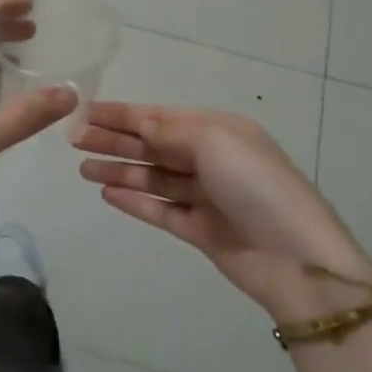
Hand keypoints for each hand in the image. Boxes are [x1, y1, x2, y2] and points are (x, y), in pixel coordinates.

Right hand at [75, 103, 371, 316]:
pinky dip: (135, 201)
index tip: (87, 112)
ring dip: (120, 170)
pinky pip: (161, 210)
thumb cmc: (256, 186)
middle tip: (75, 140)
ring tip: (83, 168)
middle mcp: (211, 159)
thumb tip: (141, 124)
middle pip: (154, 146)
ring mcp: (205, 197)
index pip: (162, 117)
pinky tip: (108, 194)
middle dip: (116, 141)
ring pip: (153, 178)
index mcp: (219, 131)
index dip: (124, 114)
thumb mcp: (216, 143)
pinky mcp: (200, 231)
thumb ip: (172, 131)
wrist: (297, 259)